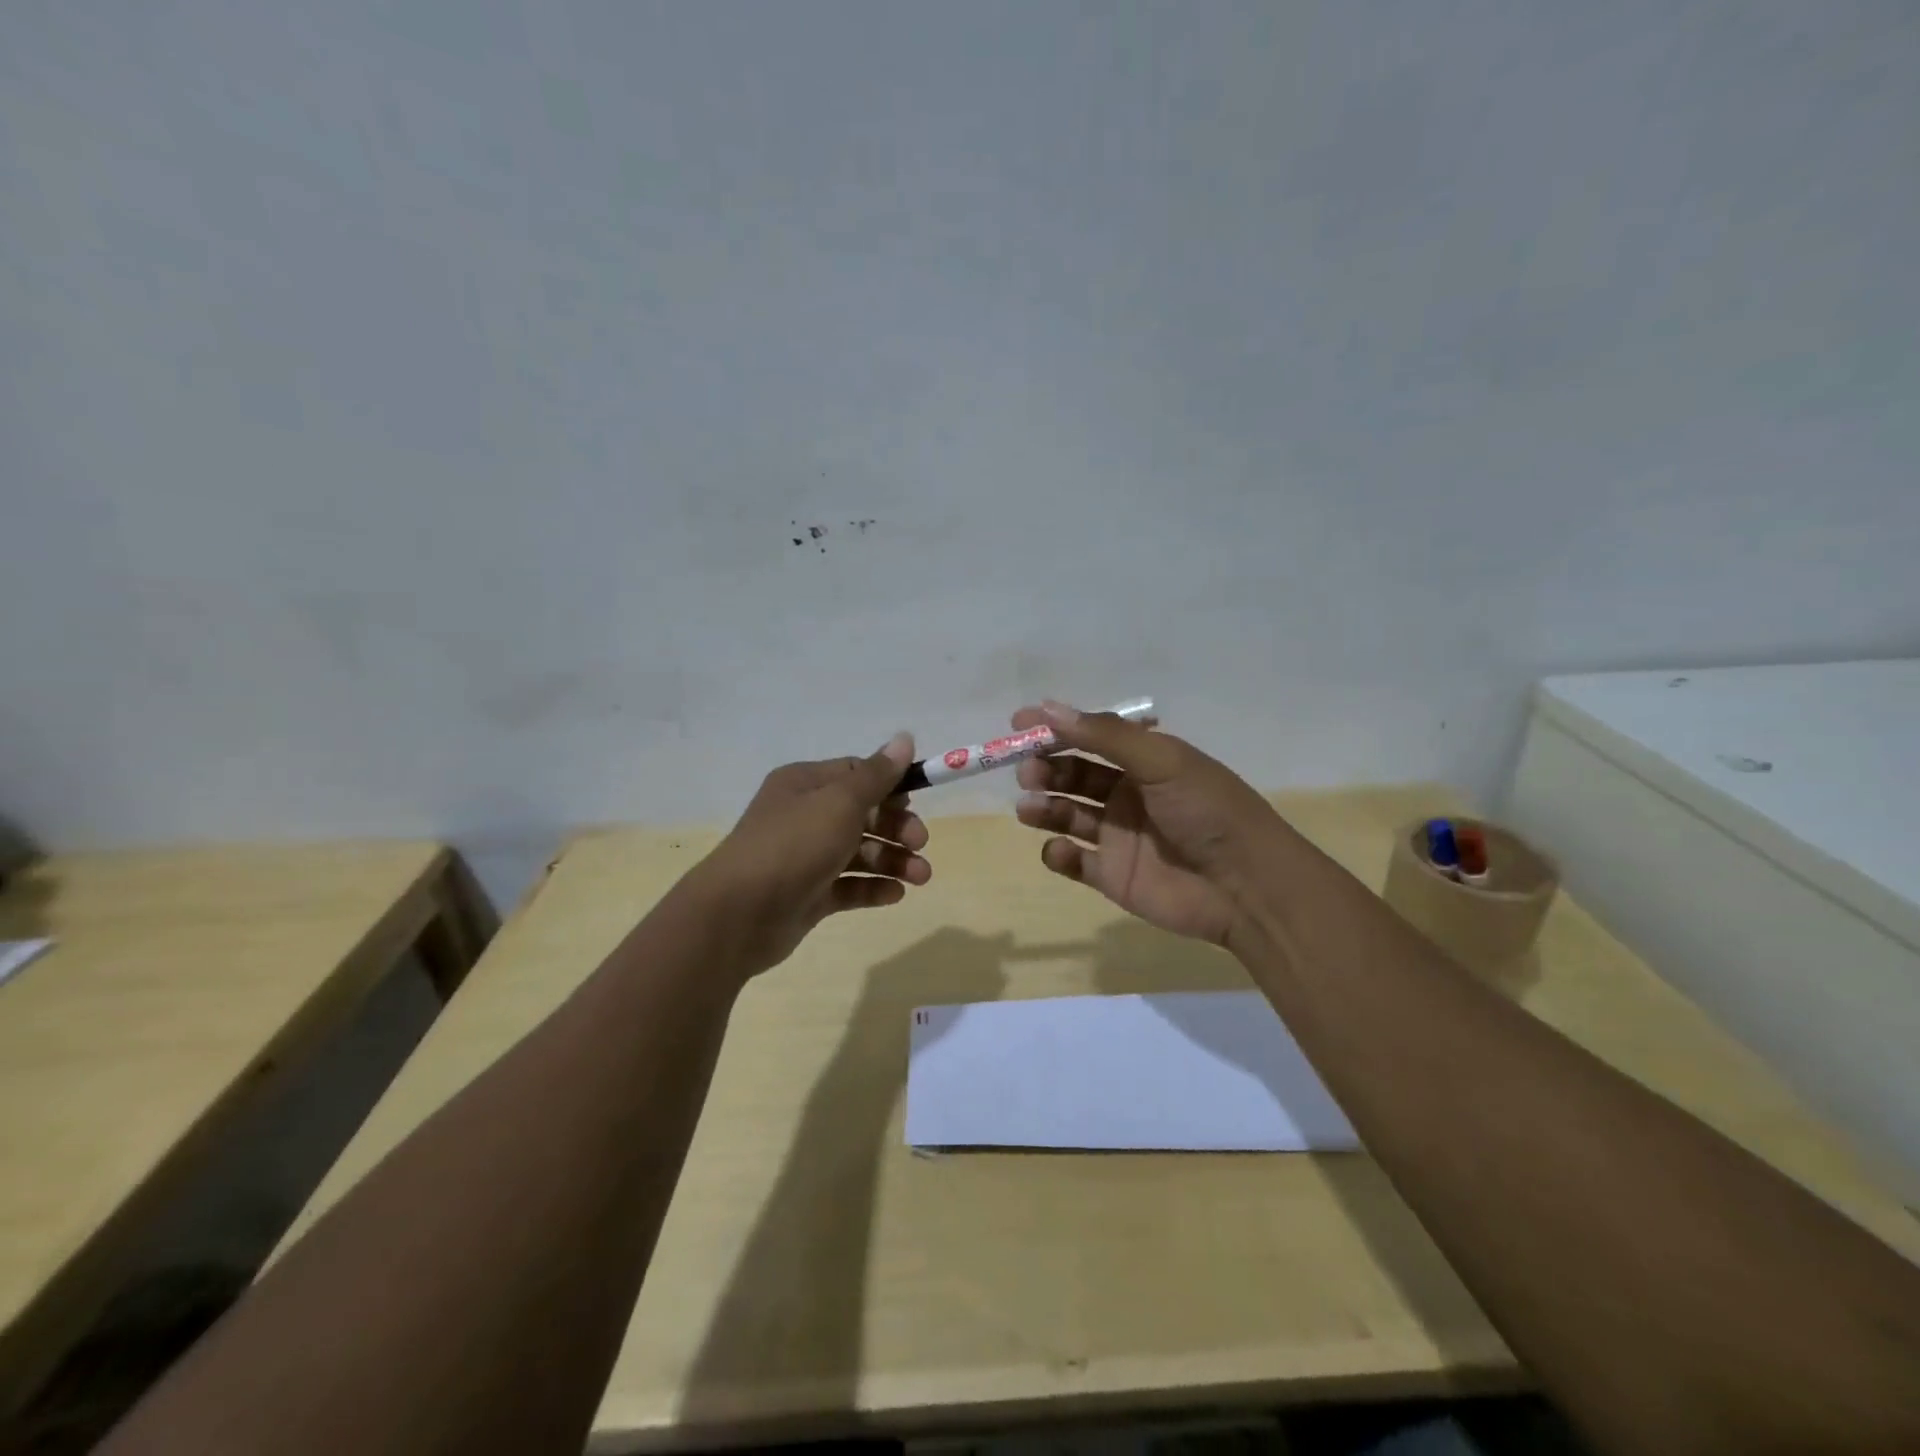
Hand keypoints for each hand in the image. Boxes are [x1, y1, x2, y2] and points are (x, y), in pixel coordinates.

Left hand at [690, 734, 931, 975]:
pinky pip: (848, 886)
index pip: (856, 774)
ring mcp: (806, 857)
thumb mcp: (841, 802)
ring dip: (893, 860)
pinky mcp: (809, 894)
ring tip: (921, 877)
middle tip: (920, 842)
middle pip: (862, 814)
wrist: (739, 913)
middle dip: (896, 827)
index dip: (890, 785)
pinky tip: (897, 894)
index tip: (916, 801)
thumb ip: (877, 775)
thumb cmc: (794, 845)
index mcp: (806, 784)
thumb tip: (905, 737)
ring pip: (859, 852)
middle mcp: (804, 816)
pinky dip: (873, 888)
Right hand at [1012, 702, 1278, 945]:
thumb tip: (1049, 709)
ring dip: (1043, 807)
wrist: (1245, 886)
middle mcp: (1127, 794)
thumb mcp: (1161, 761)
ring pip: (1066, 815)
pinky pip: (1073, 861)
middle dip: (1045, 769)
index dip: (1055, 729)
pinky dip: (1058, 854)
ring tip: (1029, 808)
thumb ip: (1105, 735)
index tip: (1018, 725)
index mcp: (1143, 762)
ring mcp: (1117, 836)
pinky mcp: (1111, 875)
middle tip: (1028, 772)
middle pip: (1072, 776)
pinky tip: (1061, 851)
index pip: (1090, 737)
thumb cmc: (1206, 810)